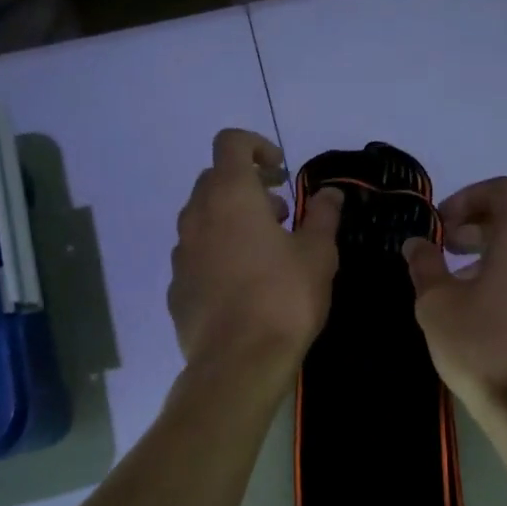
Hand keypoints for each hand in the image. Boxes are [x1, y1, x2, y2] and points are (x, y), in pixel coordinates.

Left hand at [169, 129, 342, 386]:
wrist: (238, 362)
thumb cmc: (285, 298)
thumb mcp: (318, 254)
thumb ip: (322, 215)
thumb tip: (330, 193)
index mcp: (231, 196)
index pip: (231, 143)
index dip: (257, 146)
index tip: (280, 172)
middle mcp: (197, 216)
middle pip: (215, 180)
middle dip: (248, 187)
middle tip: (281, 215)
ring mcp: (181, 252)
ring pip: (203, 218)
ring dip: (232, 220)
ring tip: (266, 251)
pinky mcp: (176, 286)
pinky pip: (196, 254)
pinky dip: (217, 253)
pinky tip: (243, 285)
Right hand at [402, 176, 506, 415]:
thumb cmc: (480, 346)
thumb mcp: (436, 303)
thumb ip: (424, 264)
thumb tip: (417, 244)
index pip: (501, 190)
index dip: (466, 198)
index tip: (440, 225)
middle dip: (479, 222)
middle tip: (446, 247)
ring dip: (495, 246)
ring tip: (459, 276)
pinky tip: (484, 301)